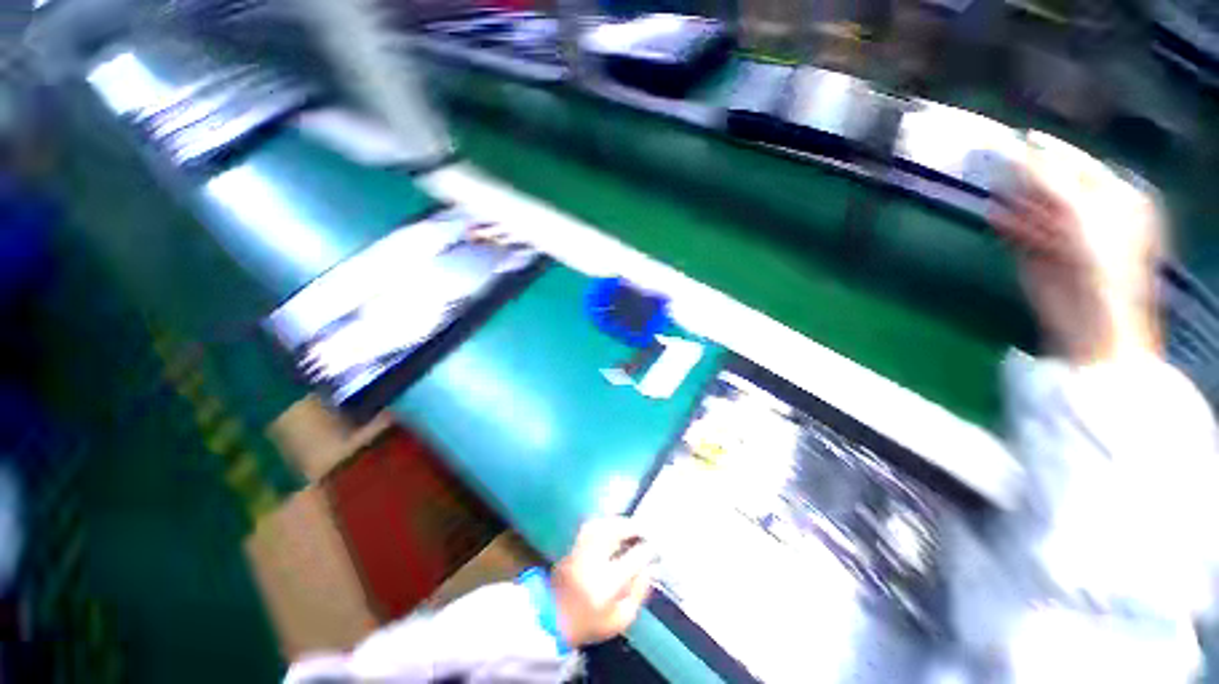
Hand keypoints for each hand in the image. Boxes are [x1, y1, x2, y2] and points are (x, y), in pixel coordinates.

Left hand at [551, 517, 654, 646]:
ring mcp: (579, 552)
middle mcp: (592, 562)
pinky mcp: (570, 547)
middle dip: (631, 527)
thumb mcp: (621, 619)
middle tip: (642, 530)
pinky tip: (611, 527)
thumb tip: (650, 568)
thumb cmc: (590, 623)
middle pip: (614, 534)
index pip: (633, 559)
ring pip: (601, 525)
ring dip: (617, 522)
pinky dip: (603, 523)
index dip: (647, 550)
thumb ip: (639, 592)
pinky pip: (590, 527)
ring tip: (628, 526)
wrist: (551, 621)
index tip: (655, 548)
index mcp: (607, 584)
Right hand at [990, 131, 1163, 363]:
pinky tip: (993, 214)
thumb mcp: (1082, 212)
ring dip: (1012, 197)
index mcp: (1114, 196)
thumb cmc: (1102, 262)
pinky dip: (1005, 222)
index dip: (1047, 150)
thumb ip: (1050, 180)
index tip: (1015, 137)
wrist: (1091, 318)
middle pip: (1052, 183)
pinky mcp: (1036, 252)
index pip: (1076, 163)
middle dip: (1025, 174)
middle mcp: (1090, 210)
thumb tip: (1019, 148)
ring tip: (989, 183)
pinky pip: (1018, 229)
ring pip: (1032, 206)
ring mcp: (1062, 233)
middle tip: (992, 159)